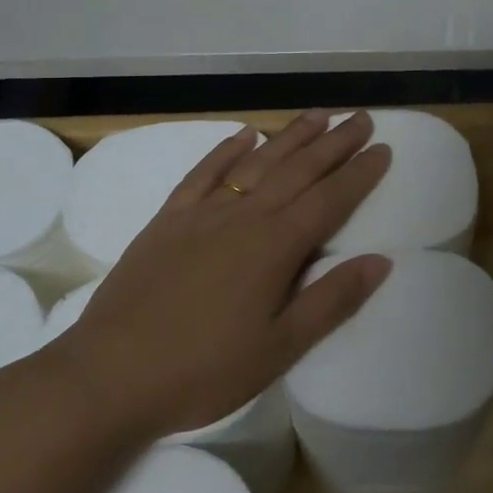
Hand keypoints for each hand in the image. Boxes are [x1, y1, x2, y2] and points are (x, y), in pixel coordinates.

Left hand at [49, 110, 392, 439]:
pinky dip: (226, 150)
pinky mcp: (168, 220)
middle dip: (334, 143)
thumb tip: (381, 261)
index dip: (360, 174)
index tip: (384, 149)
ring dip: (290, 137)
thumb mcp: (279, 348)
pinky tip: (244, 135)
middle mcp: (243, 217)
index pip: (330, 200)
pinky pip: (203, 173)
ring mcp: (202, 214)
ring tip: (318, 115)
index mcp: (275, 247)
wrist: (109, 376)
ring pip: (256, 163)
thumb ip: (331, 301)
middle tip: (360, 118)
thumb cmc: (203, 370)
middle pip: (298, 171)